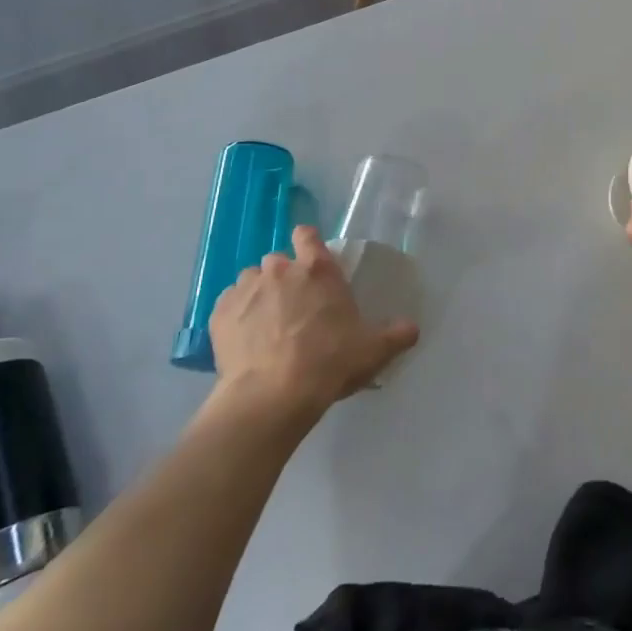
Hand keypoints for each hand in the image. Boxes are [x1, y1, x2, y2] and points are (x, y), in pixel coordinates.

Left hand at [208, 226, 418, 417]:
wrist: (272, 395)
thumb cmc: (329, 363)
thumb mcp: (373, 351)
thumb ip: (396, 335)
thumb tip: (413, 328)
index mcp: (317, 269)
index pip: (307, 234)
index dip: (308, 244)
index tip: (312, 263)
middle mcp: (278, 269)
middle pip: (278, 261)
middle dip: (285, 278)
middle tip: (295, 309)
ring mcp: (245, 289)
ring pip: (250, 281)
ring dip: (259, 295)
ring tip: (267, 326)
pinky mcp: (219, 314)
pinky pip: (228, 304)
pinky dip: (236, 316)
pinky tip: (245, 340)